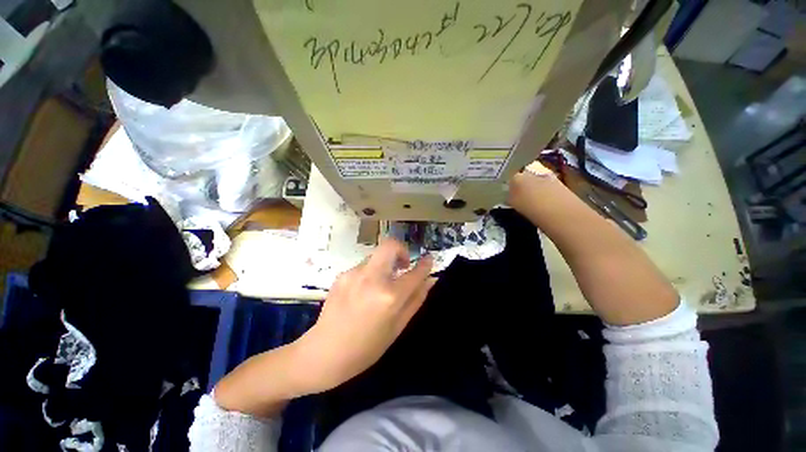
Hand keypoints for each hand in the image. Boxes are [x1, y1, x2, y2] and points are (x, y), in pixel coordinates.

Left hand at [295, 239, 435, 392]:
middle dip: (401, 250)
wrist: (324, 353)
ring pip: (376, 256)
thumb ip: (416, 299)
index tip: (429, 259)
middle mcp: (372, 278)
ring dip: (385, 264)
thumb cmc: (367, 347)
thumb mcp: (398, 326)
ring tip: (381, 284)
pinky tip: (364, 291)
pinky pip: (363, 266)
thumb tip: (430, 280)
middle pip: (390, 245)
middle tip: (403, 266)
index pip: (414, 273)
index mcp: (389, 296)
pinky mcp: (342, 274)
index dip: (424, 264)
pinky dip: (371, 272)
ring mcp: (354, 274)